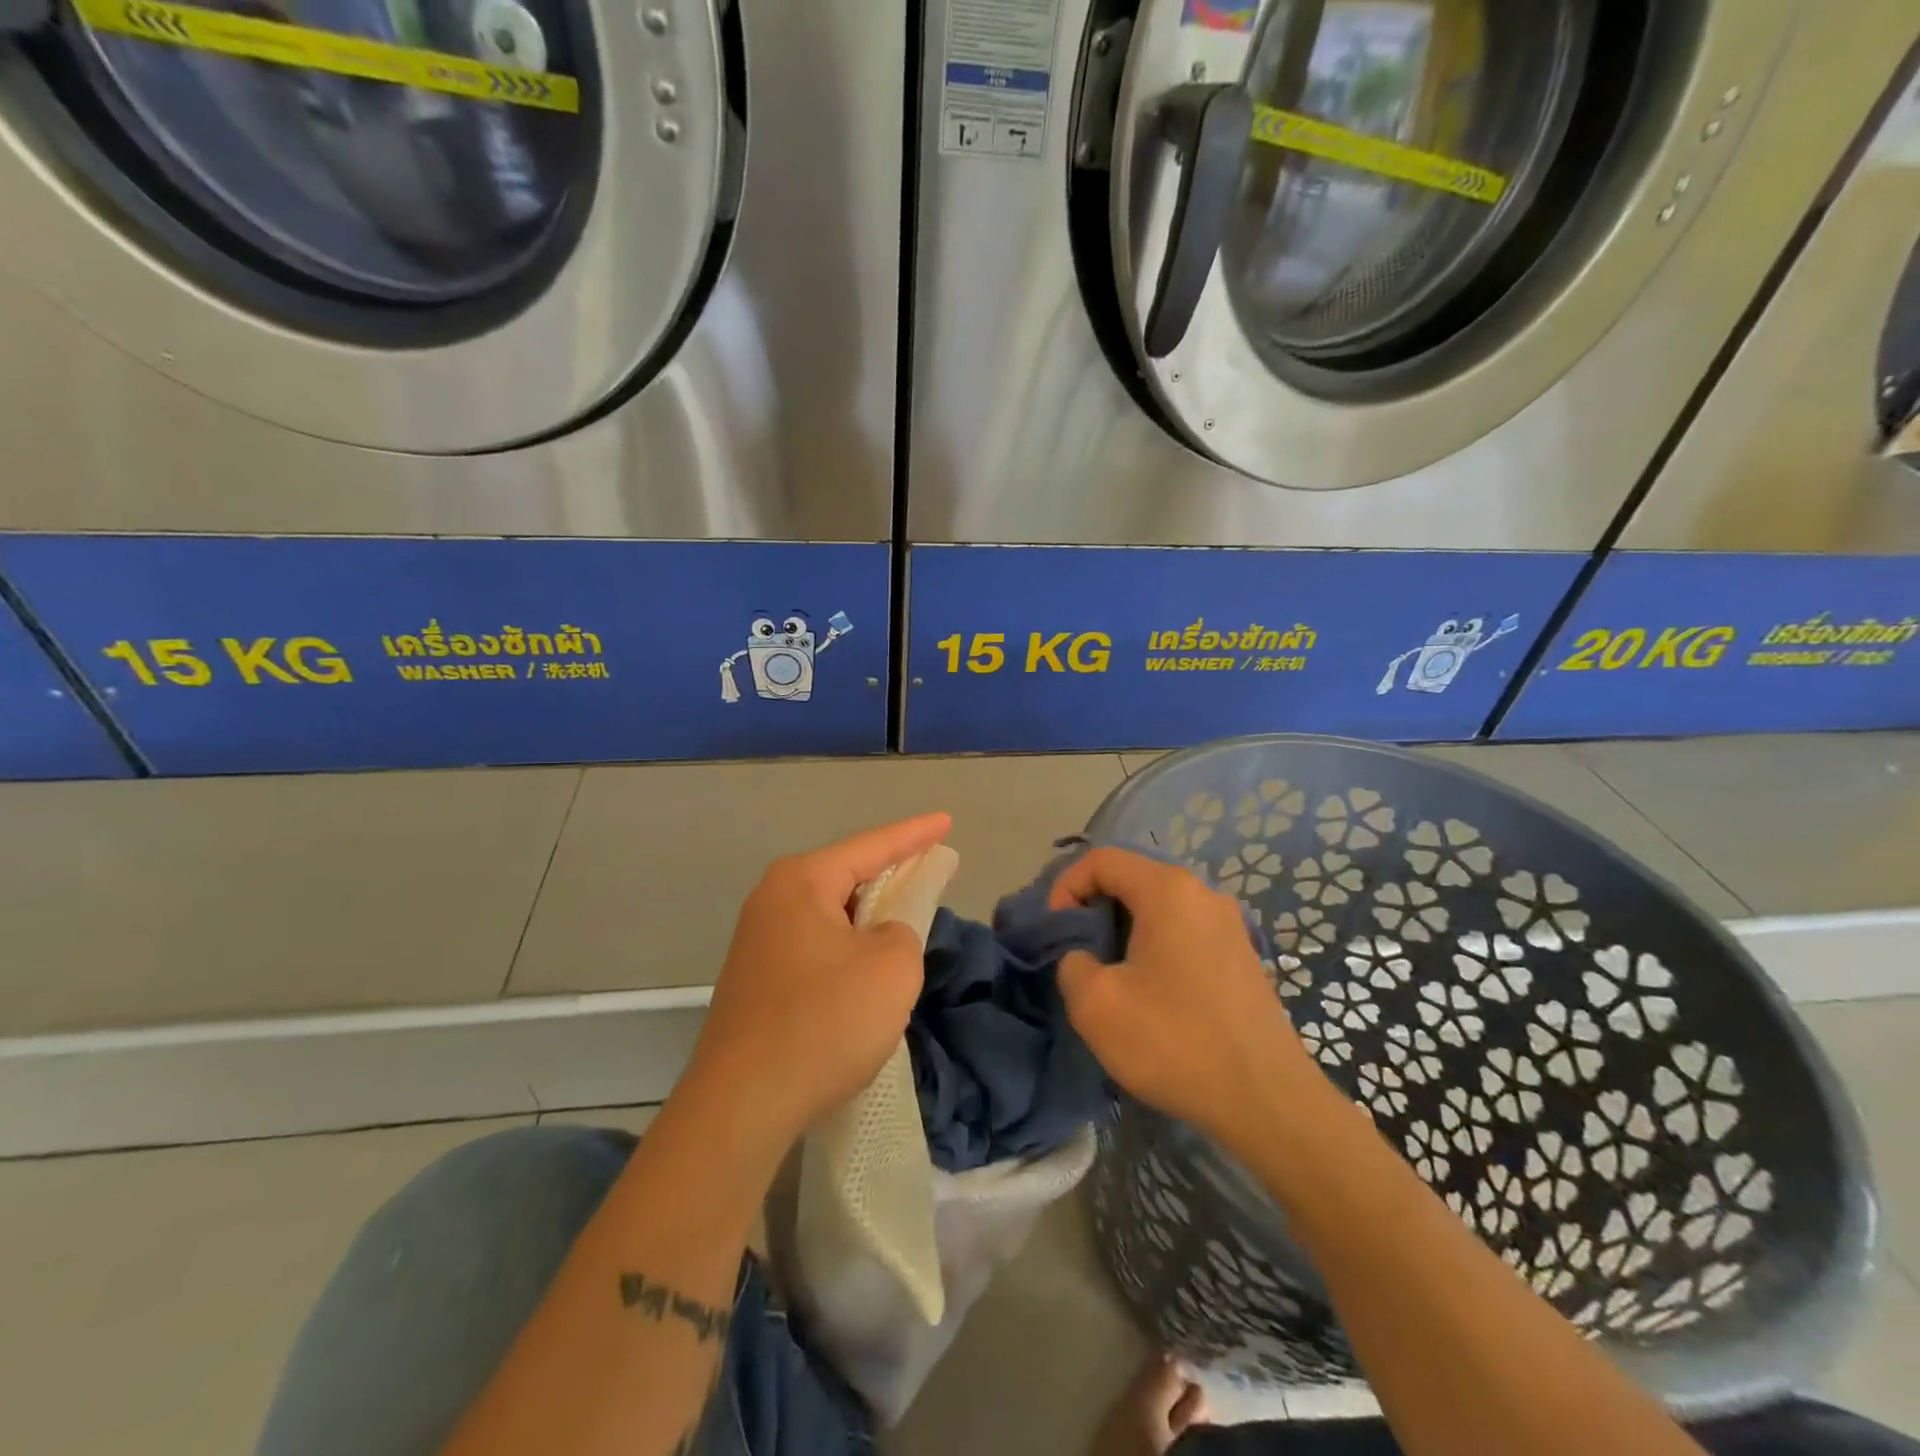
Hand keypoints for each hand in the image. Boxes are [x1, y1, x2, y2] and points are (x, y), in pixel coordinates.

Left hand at [688, 813, 952, 1150]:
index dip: (915, 834)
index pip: (872, 846)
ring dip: (868, 917)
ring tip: (905, 919)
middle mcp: (772, 900)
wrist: (741, 1105)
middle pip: (846, 875)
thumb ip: (903, 932)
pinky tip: (865, 969)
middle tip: (930, 870)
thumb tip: (881, 937)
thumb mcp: (891, 968)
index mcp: (801, 882)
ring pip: (830, 914)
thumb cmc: (823, 1022)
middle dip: (890, 874)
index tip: (946, 820)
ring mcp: (758, 941)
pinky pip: (816, 945)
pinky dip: (847, 946)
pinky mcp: (756, 980)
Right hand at [1050, 848, 1324, 1143]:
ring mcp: (1229, 924)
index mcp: (1168, 890)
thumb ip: (1071, 962)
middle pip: (1131, 879)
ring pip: (1158, 908)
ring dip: (1123, 931)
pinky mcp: (1241, 955)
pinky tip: (1150, 993)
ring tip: (1109, 975)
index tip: (1056, 932)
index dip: (1066, 887)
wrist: (1267, 1101)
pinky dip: (1154, 947)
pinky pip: (1183, 932)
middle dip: (1093, 910)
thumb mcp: (1095, 1004)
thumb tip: (1083, 956)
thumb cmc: (1175, 1041)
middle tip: (1076, 954)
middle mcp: (1203, 894)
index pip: (1101, 860)